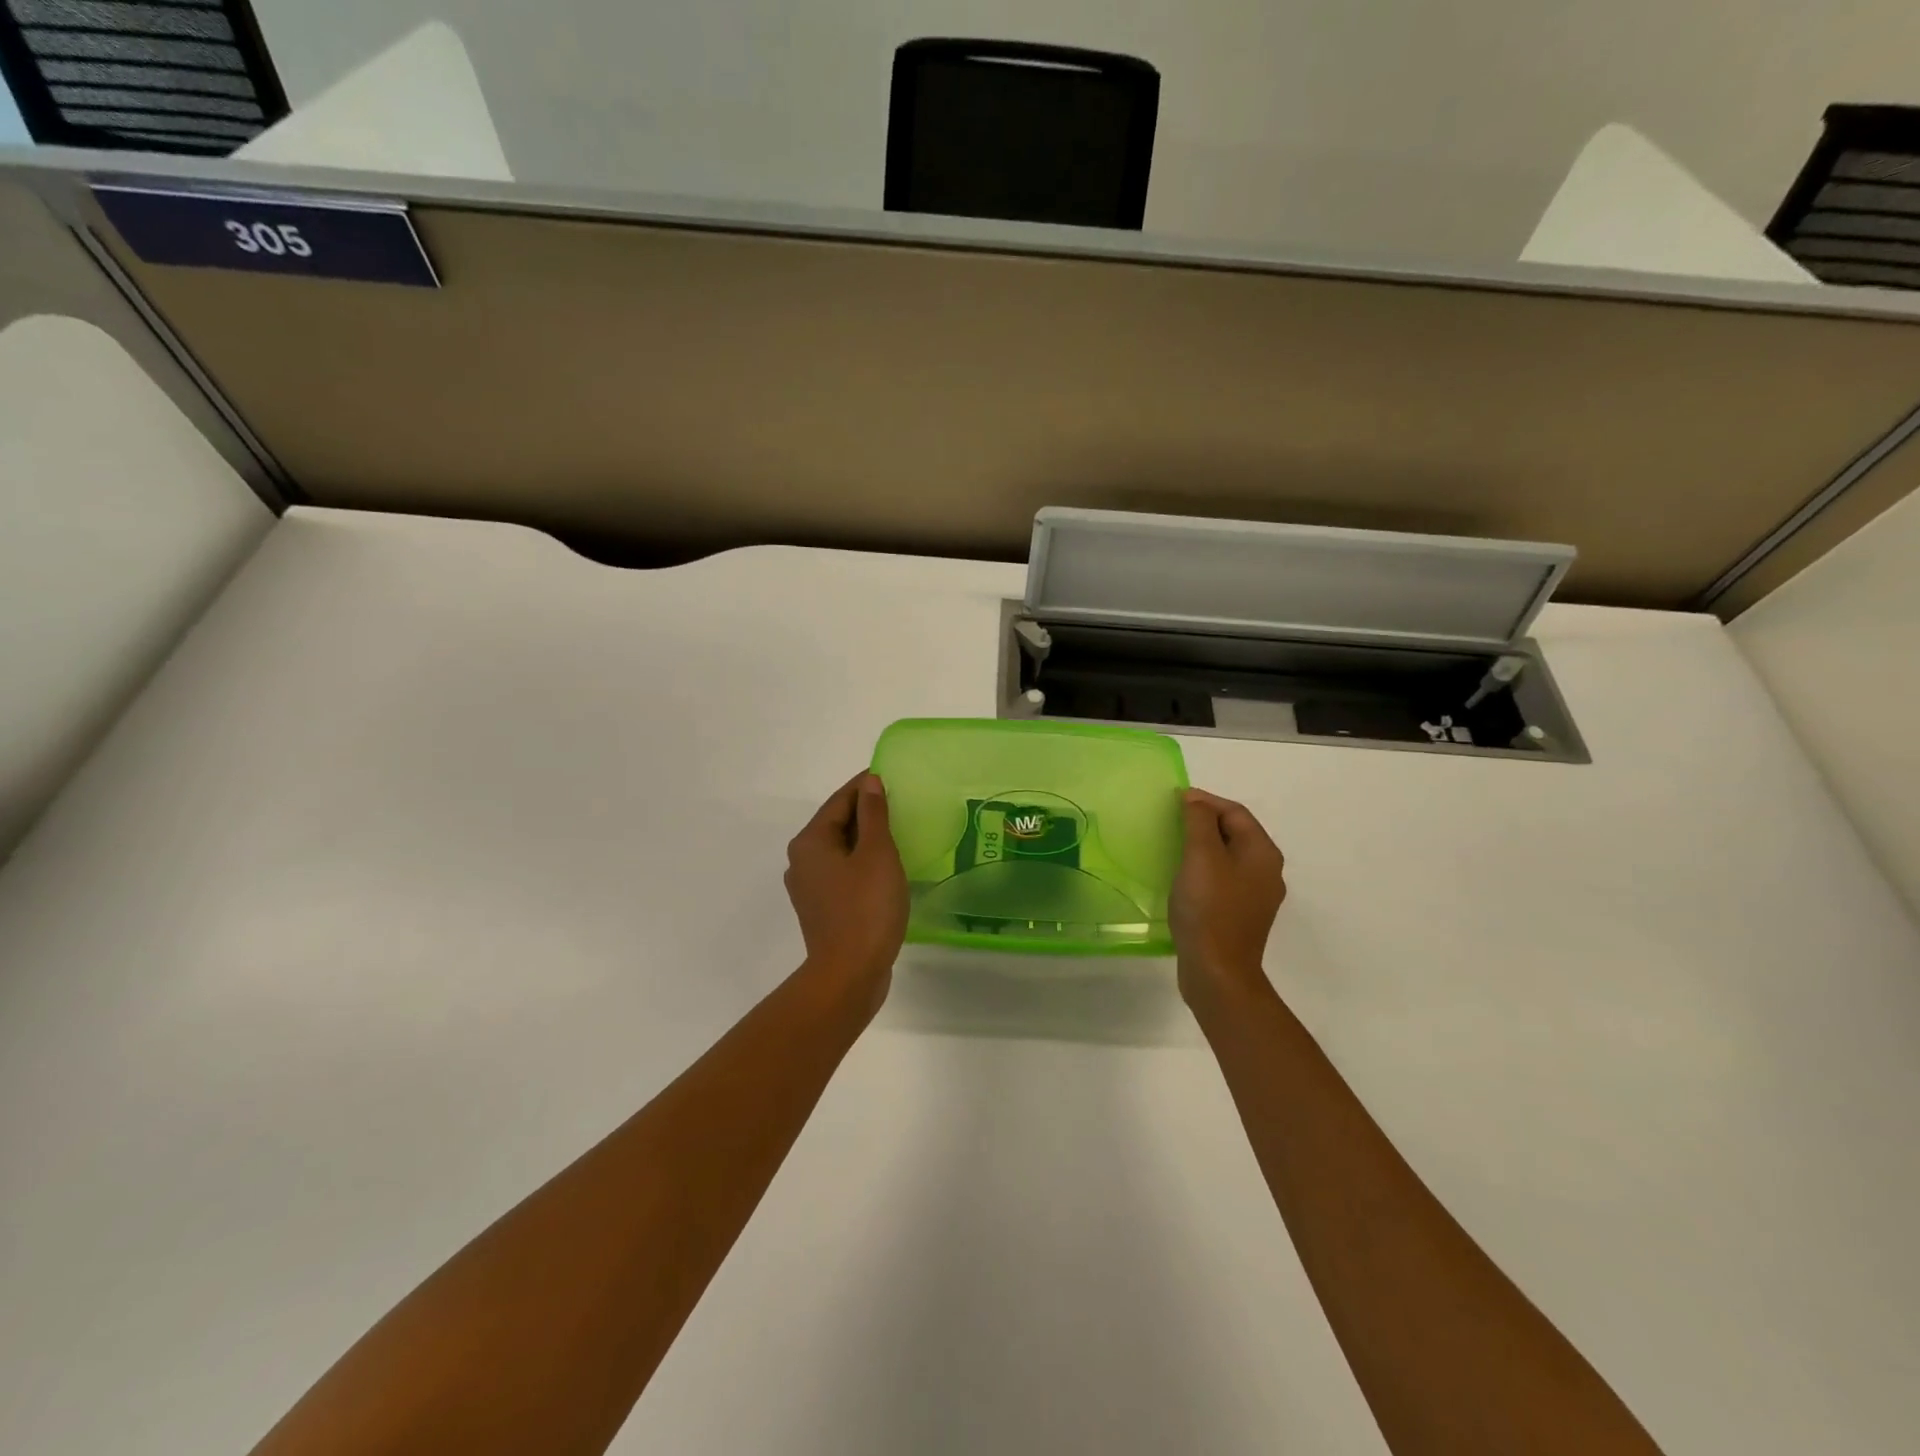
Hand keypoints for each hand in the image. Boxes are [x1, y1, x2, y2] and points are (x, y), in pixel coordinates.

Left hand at [785, 772, 908, 1012]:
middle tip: (901, 805)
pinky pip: (843, 873)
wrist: (849, 975)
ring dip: (866, 840)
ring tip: (898, 835)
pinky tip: (886, 870)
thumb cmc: (866, 908)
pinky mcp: (821, 909)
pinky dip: (862, 864)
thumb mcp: (877, 854)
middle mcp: (802, 860)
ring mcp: (809, 887)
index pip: (841, 800)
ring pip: (840, 850)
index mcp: (810, 841)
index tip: (892, 777)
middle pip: (837, 824)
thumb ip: (874, 814)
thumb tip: (870, 783)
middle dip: (867, 813)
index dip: (866, 786)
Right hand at [1171, 788, 1287, 1007]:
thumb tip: (1195, 800)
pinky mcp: (1240, 915)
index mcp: (1263, 853)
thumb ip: (1199, 822)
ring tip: (1172, 844)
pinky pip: (1222, 879)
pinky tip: (1182, 877)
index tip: (1174, 800)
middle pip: (1235, 833)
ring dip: (1202, 845)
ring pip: (1228, 857)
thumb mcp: (1201, 857)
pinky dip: (1203, 869)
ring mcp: (1255, 896)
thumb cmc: (1209, 909)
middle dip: (1204, 822)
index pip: (1235, 812)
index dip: (1205, 801)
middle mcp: (1266, 871)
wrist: (1217, 972)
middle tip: (1170, 820)